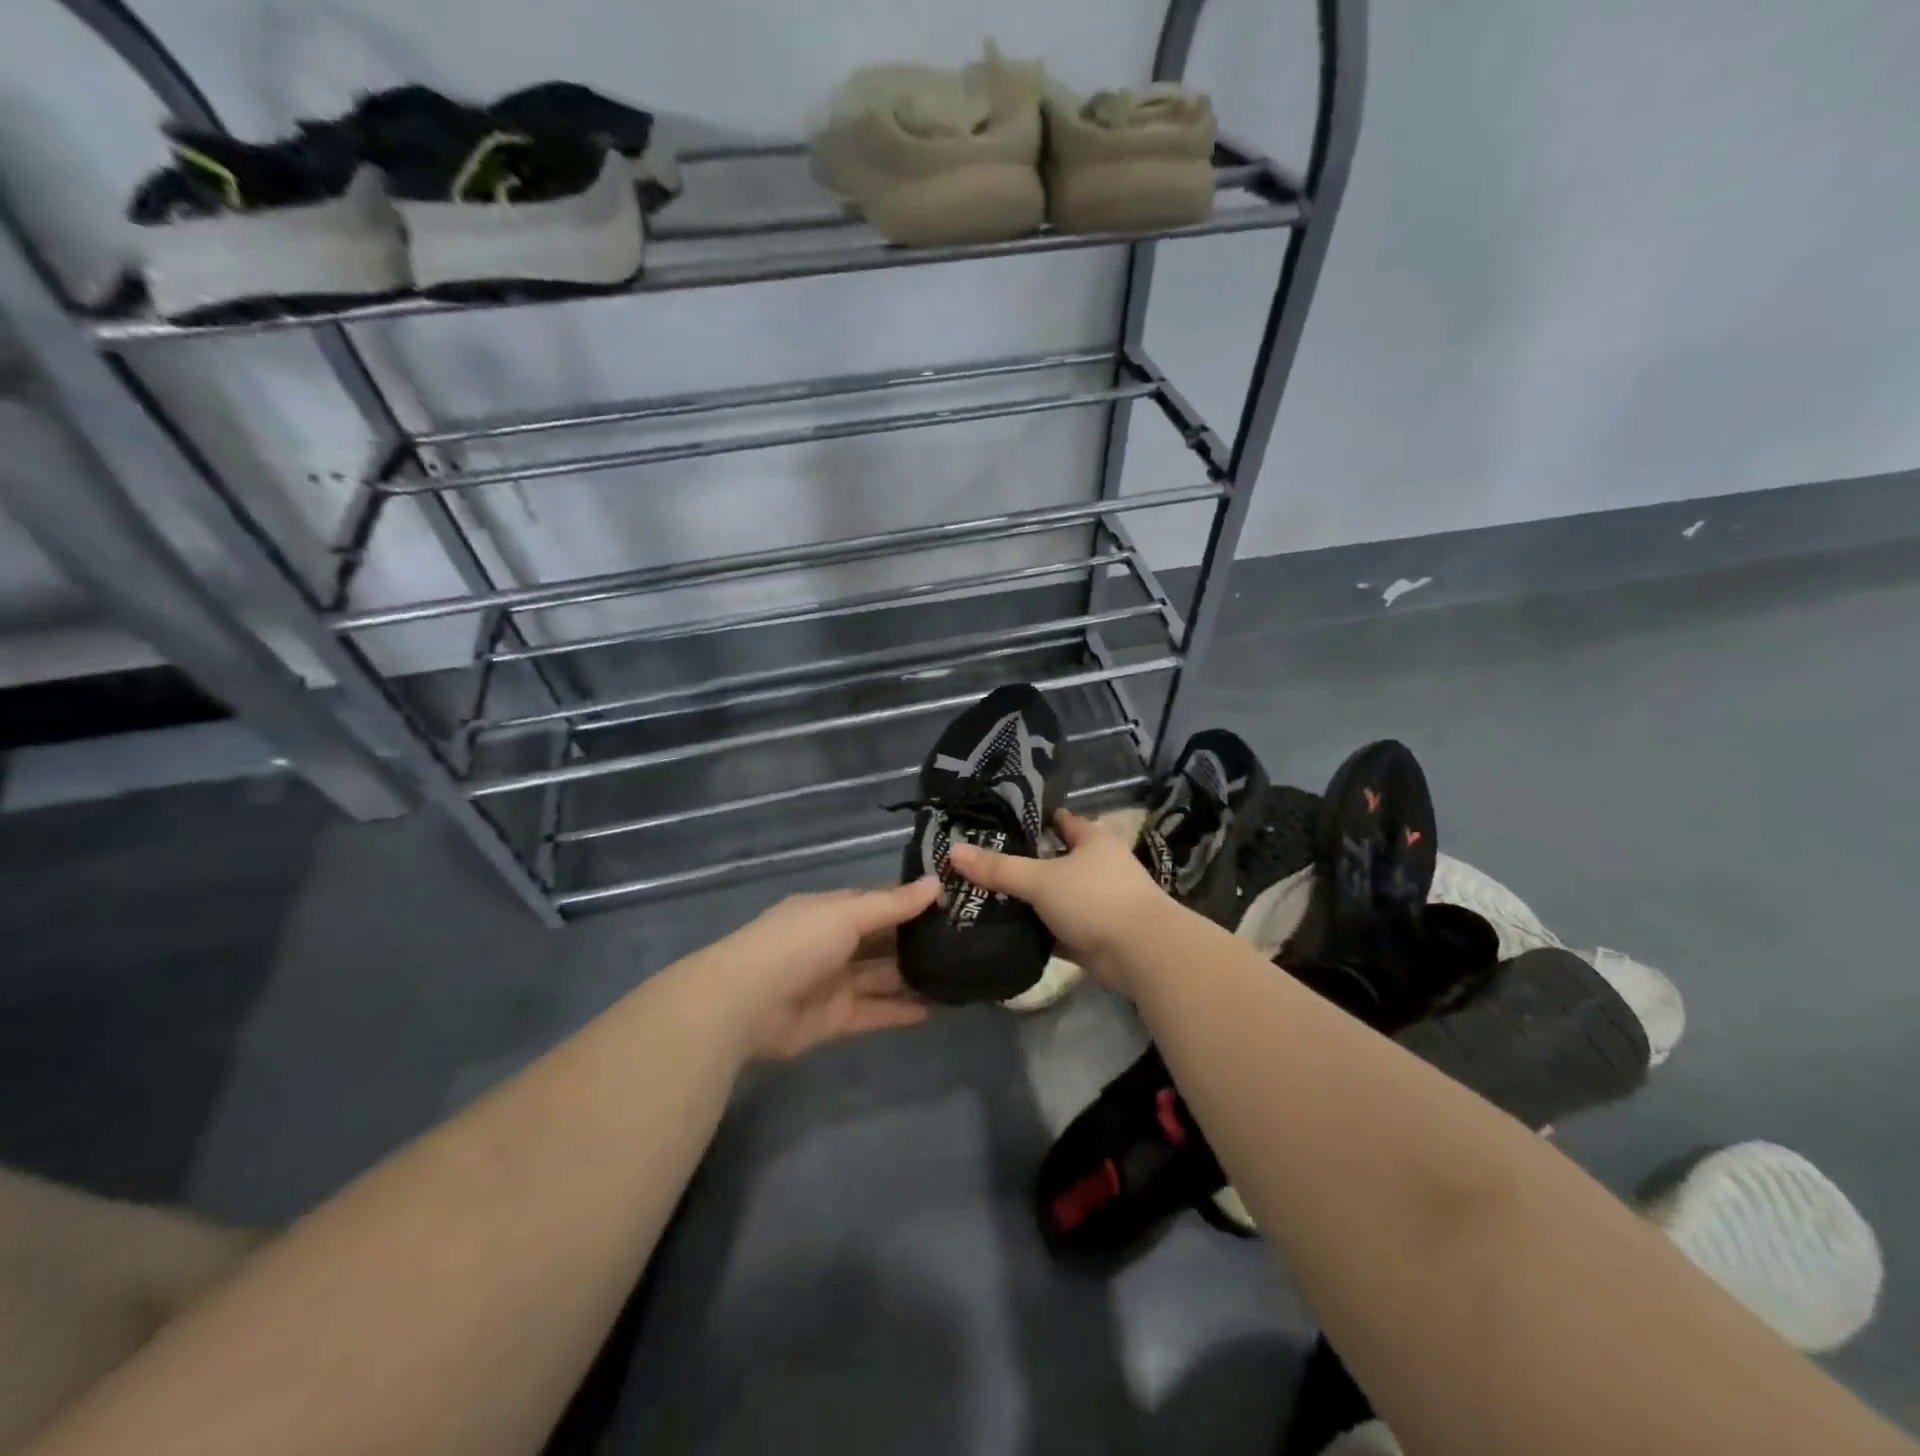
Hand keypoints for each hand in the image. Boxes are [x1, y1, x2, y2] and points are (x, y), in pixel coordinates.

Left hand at [709, 880, 940, 1059]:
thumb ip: (892, 904)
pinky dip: (900, 1011)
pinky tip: (934, 1009)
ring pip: (880, 977)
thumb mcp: (847, 914)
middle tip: (962, 941)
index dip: (909, 902)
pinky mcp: (834, 1019)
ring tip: (956, 975)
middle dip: (914, 941)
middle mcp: (832, 944)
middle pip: (881, 941)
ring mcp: (833, 982)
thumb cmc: (797, 944)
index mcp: (829, 911)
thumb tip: (936, 882)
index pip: (876, 902)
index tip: (949, 902)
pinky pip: (874, 1011)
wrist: (745, 1004)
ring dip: (912, 977)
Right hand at [946, 809, 1168, 994]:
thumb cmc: (1095, 899)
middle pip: (1053, 859)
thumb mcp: (1041, 879)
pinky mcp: (1092, 935)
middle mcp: (1097, 867)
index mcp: (1092, 840)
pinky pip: (1056, 928)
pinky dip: (1036, 930)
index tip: (996, 823)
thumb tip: (953, 851)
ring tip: (983, 896)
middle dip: (1022, 862)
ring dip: (1028, 900)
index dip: (1030, 820)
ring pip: (1053, 896)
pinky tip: (1005, 930)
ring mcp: (1096, 902)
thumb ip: (999, 868)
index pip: (1059, 820)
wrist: (1140, 954)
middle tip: (979, 863)